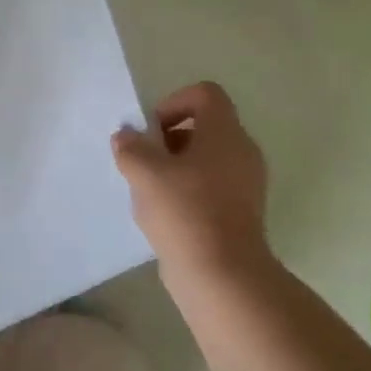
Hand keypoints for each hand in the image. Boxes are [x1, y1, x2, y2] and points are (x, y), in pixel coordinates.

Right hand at [112, 81, 273, 294]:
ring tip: (149, 192)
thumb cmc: (185, 212)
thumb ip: (131, 147)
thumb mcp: (145, 173)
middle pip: (203, 127)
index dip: (173, 103)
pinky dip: (186, 192)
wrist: (222, 276)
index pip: (205, 94)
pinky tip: (164, 215)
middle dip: (167, 140)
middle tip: (143, 163)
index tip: (151, 132)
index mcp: (225, 134)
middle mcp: (242, 152)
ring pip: (204, 160)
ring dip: (173, 168)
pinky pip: (210, 187)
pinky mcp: (240, 213)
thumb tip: (126, 136)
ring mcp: (245, 185)